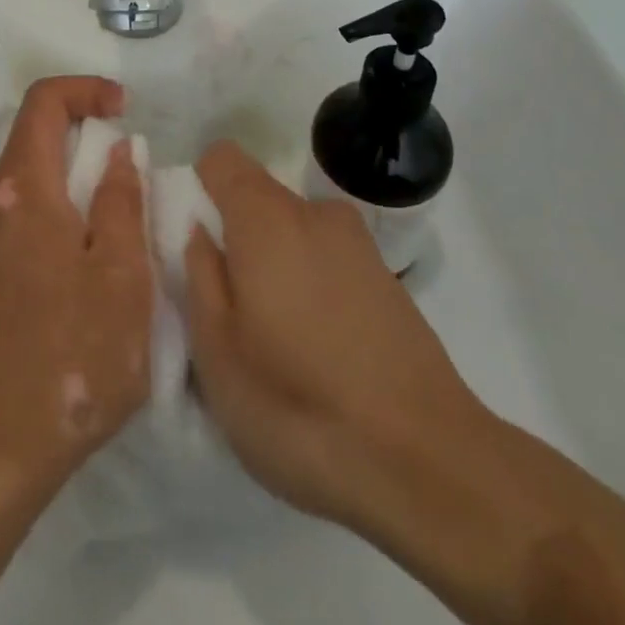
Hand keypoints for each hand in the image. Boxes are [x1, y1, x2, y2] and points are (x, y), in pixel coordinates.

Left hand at [0, 77, 154, 505]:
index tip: (124, 110)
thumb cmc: (68, 359)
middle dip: (85, 145)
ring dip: (70, 189)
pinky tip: (77, 277)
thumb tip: (117, 151)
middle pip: (34, 141)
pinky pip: (15, 220)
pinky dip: (50, 220)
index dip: (86, 89)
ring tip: (112, 241)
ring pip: (26, 184)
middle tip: (130, 184)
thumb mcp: (121, 277)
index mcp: (19, 189)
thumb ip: (121, 201)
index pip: (44, 101)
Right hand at [184, 142, 491, 531]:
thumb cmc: (299, 405)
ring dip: (275, 267)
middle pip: (258, 199)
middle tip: (231, 311)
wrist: (429, 467)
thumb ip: (199, 275)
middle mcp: (315, 214)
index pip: (221, 158)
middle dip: (235, 239)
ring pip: (293, 235)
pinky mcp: (388, 281)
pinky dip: (311, 288)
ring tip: (277, 343)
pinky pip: (327, 262)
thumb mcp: (217, 351)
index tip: (195, 246)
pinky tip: (320, 355)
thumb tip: (199, 231)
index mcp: (267, 218)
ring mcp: (359, 245)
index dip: (198, 190)